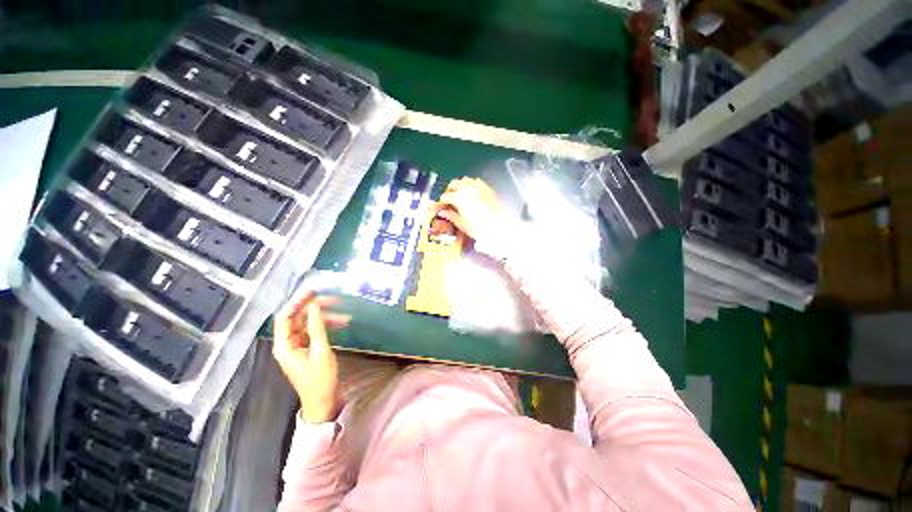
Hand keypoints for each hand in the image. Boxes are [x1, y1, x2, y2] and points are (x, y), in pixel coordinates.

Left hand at [273, 291, 349, 423]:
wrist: (322, 401)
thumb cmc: (320, 379)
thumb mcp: (321, 351)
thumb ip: (317, 327)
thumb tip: (315, 305)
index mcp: (284, 345)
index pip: (284, 317)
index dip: (297, 302)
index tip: (313, 292)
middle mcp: (288, 343)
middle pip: (298, 319)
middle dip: (315, 309)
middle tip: (334, 301)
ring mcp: (298, 346)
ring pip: (308, 324)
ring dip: (325, 318)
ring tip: (345, 317)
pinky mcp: (307, 348)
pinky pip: (314, 331)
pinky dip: (326, 326)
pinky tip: (341, 324)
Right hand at [435, 178, 504, 240]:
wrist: (500, 227)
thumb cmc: (481, 228)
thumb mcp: (462, 224)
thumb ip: (451, 216)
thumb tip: (443, 213)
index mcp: (459, 198)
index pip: (446, 196)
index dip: (442, 202)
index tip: (442, 207)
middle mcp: (468, 189)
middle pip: (454, 184)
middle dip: (450, 190)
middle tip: (449, 200)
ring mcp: (479, 187)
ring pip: (465, 180)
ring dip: (460, 185)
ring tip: (460, 195)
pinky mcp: (488, 188)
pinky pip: (476, 181)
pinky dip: (471, 184)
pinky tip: (471, 193)